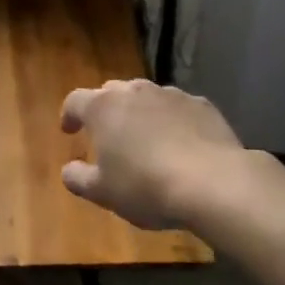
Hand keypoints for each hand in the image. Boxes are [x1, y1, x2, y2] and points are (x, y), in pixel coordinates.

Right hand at [60, 80, 265, 234]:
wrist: (215, 184)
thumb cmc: (146, 186)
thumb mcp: (103, 192)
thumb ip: (78, 178)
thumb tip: (69, 169)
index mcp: (102, 107)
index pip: (75, 101)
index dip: (69, 115)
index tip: (69, 131)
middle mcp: (134, 92)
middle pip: (111, 92)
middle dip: (106, 110)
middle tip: (108, 134)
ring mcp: (171, 95)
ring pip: (147, 97)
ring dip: (140, 113)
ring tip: (146, 139)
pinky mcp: (203, 105)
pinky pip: (179, 108)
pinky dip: (173, 120)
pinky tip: (181, 144)